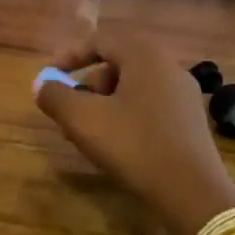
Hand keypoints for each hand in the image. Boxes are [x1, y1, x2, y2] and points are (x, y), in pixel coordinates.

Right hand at [35, 33, 234, 234]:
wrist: (192, 193)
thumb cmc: (134, 145)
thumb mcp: (82, 120)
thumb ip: (55, 96)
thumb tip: (41, 85)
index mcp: (145, 55)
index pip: (100, 41)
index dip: (69, 56)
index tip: (49, 77)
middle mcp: (169, 66)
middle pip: (116, 64)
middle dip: (86, 86)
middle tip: (68, 111)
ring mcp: (184, 94)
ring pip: (132, 88)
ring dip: (103, 104)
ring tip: (87, 134)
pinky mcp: (190, 121)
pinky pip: (149, 106)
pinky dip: (125, 116)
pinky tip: (115, 144)